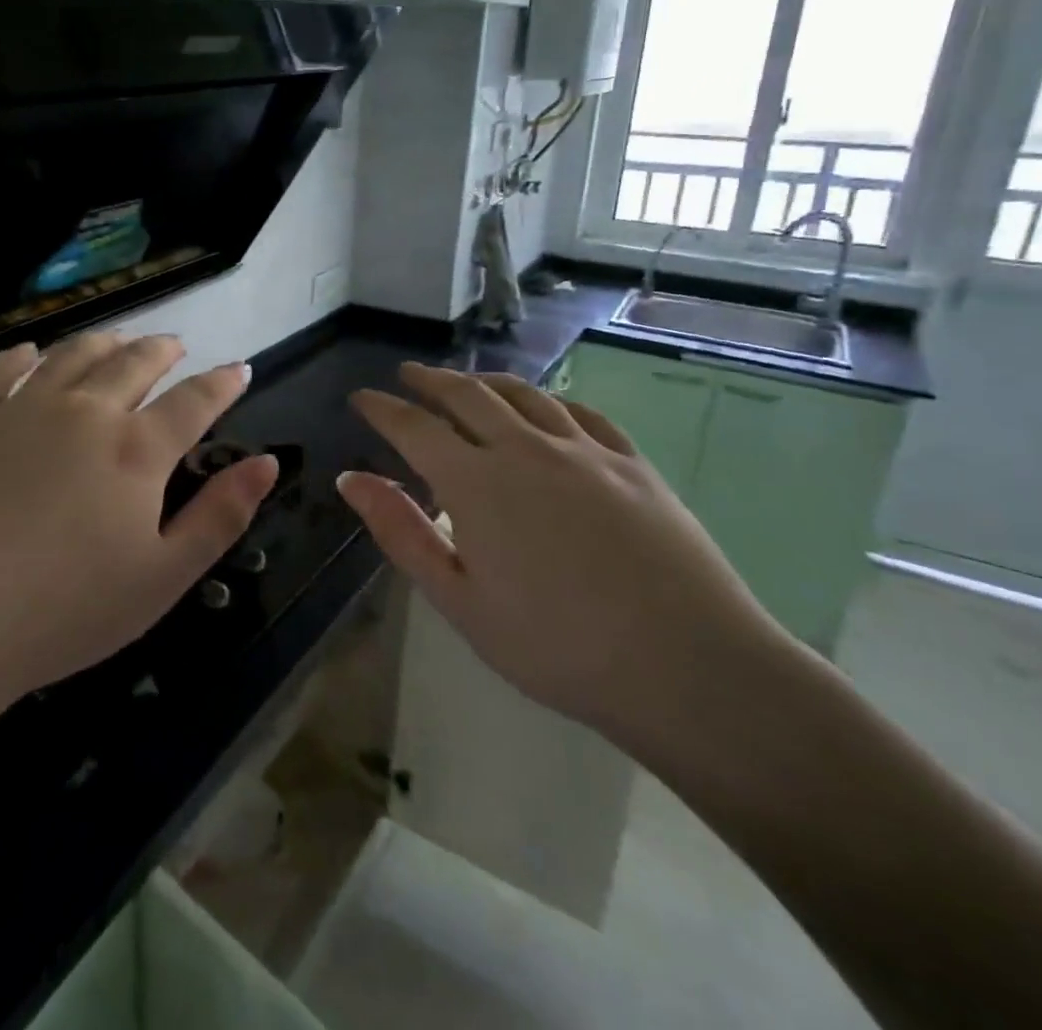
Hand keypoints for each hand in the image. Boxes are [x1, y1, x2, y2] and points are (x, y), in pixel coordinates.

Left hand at [0, 333, 277, 706]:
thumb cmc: (62, 610)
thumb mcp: (163, 577)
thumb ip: (220, 516)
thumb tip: (267, 462)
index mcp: (136, 449)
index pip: (194, 400)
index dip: (223, 382)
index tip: (238, 368)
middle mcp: (85, 410)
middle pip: (134, 363)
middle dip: (163, 350)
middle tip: (175, 346)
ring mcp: (22, 406)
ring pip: (74, 354)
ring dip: (105, 342)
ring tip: (118, 340)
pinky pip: (1, 367)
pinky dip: (24, 354)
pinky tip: (30, 354)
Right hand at [339, 363, 783, 744]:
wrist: (689, 667)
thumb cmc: (557, 647)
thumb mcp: (460, 601)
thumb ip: (401, 532)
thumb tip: (351, 479)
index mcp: (476, 483)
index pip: (414, 427)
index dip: (383, 408)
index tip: (362, 397)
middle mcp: (525, 449)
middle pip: (468, 395)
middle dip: (430, 380)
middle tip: (408, 374)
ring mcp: (584, 451)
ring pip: (524, 395)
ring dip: (486, 381)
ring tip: (468, 381)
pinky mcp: (632, 464)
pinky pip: (581, 413)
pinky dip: (550, 400)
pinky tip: (546, 407)